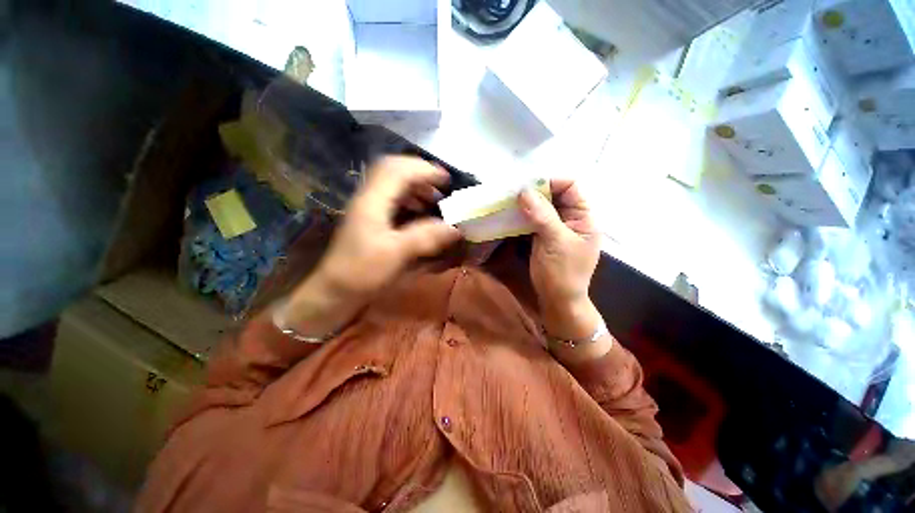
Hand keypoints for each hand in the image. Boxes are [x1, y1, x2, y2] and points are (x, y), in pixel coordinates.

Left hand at [280, 157, 459, 336]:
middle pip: (393, 170)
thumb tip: (455, 228)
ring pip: (392, 183)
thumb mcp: (396, 254)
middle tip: (441, 187)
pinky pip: (391, 198)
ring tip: (434, 199)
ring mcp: (367, 207)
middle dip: (420, 174)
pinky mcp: (369, 218)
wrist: (335, 290)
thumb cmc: (363, 272)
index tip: (447, 179)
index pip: (398, 170)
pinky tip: (419, 212)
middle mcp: (368, 198)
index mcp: (372, 201)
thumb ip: (425, 237)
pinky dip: (409, 199)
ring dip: (415, 186)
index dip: (424, 170)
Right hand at [518, 180, 601, 341]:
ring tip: (509, 200)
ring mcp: (555, 228)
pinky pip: (532, 220)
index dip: (551, 182)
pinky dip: (522, 215)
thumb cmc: (563, 273)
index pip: (570, 187)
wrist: (557, 300)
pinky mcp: (542, 237)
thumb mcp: (555, 242)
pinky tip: (511, 214)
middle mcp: (570, 219)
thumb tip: (524, 191)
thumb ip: (542, 216)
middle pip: (554, 195)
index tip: (527, 185)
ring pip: (541, 207)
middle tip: (513, 191)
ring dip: (526, 203)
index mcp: (583, 218)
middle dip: (535, 191)